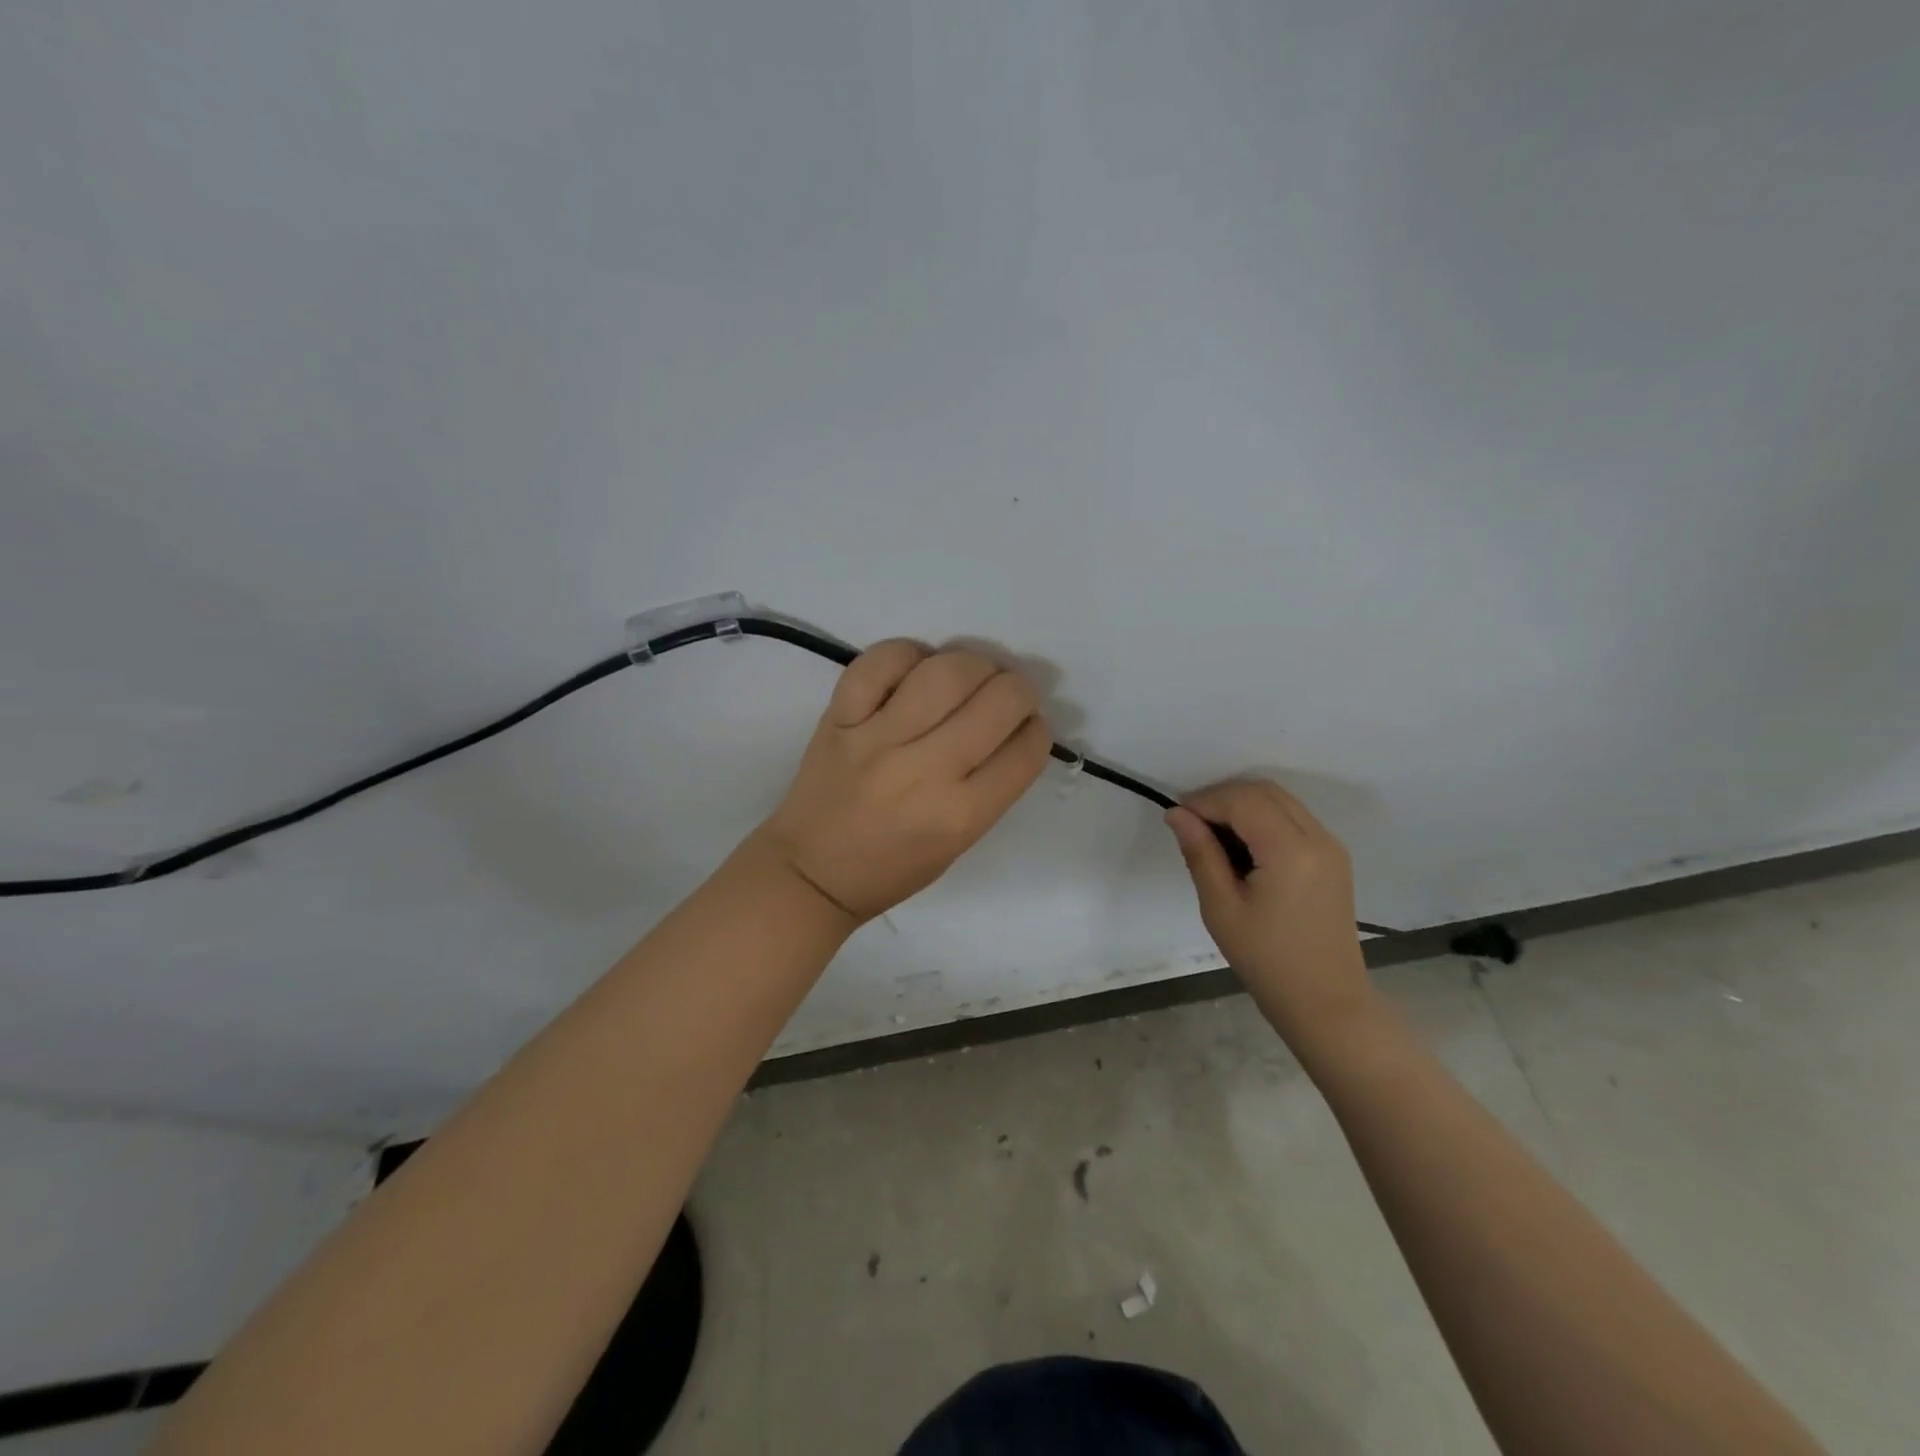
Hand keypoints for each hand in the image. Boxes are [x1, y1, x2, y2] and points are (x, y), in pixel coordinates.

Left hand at [755, 640, 1052, 922]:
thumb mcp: (959, 843)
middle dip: (1018, 689)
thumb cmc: (893, 867)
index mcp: (960, 815)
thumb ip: (991, 787)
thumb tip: (1013, 726)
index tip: (1027, 726)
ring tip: (969, 675)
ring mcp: (878, 739)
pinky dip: (907, 654)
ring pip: (945, 672)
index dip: (1036, 729)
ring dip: (973, 663)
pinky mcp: (840, 717)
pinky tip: (916, 668)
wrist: (812, 872)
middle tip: (1007, 694)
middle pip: (997, 701)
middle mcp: (924, 771)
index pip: (1025, 750)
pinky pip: (880, 662)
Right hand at [1165, 779, 1375, 1043]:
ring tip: (1213, 837)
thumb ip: (1200, 853)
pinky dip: (1263, 819)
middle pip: (1265, 791)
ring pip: (1281, 800)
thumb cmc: (1267, 960)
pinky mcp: (1333, 858)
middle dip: (1224, 798)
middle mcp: (1318, 838)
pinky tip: (1242, 849)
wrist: (1326, 1001)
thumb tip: (1177, 814)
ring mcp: (1330, 846)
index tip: (1177, 820)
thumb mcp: (1221, 908)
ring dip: (1244, 806)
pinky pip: (1294, 819)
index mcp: (1291, 851)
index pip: (1243, 801)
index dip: (1205, 801)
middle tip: (1192, 825)